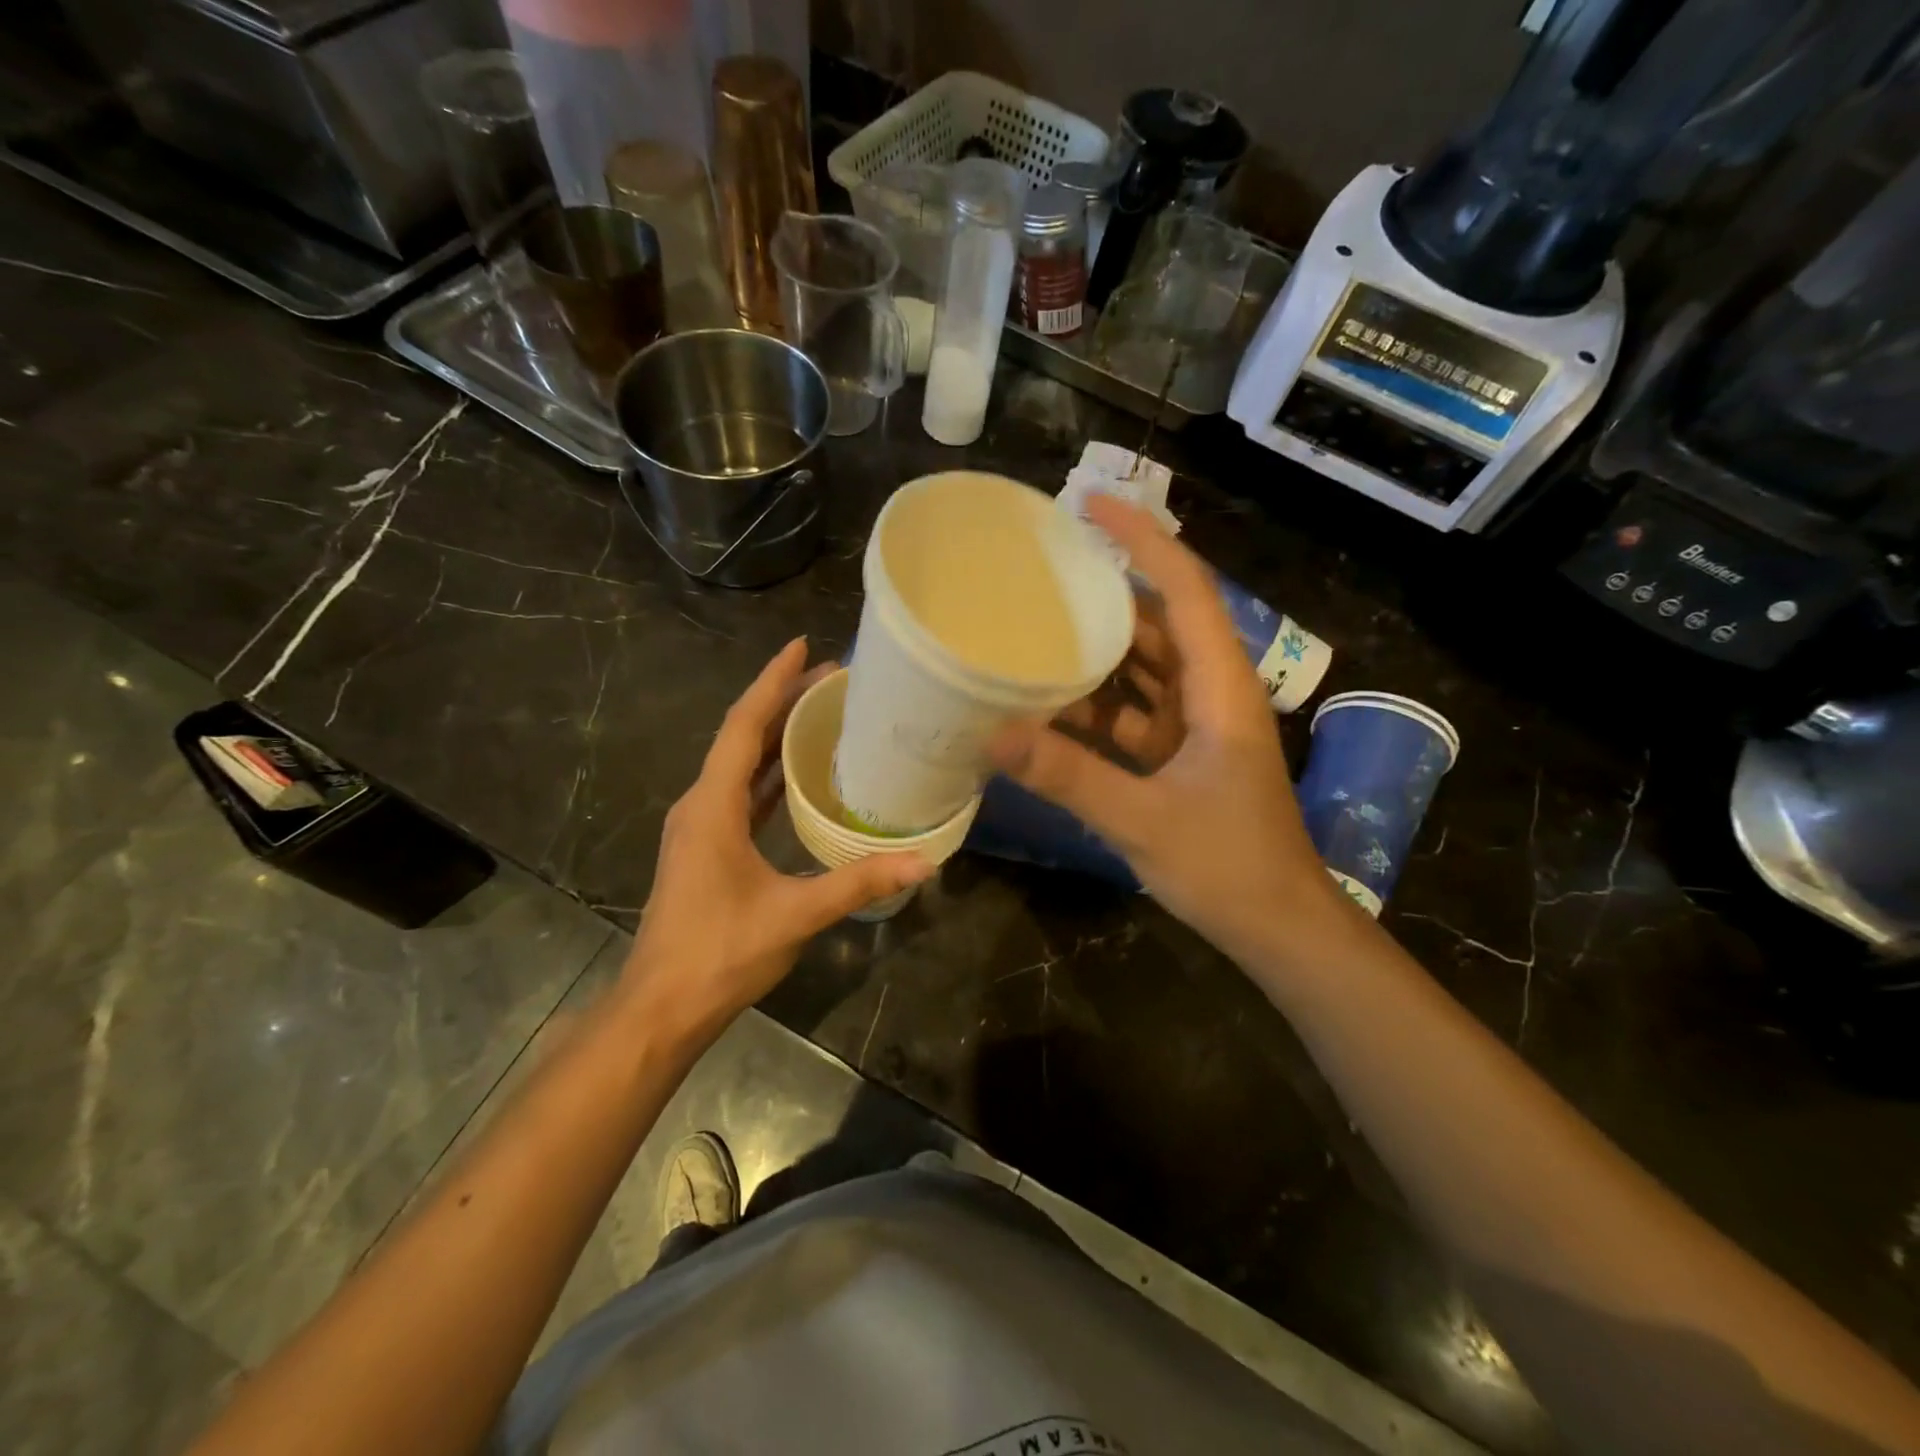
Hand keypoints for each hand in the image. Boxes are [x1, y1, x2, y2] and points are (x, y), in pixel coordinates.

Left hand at [620, 639, 930, 1034]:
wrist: (662, 1007)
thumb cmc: (719, 953)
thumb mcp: (794, 915)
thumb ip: (857, 884)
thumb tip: (922, 863)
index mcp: (711, 806)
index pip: (743, 726)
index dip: (773, 682)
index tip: (803, 646)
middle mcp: (700, 805)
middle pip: (742, 736)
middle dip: (783, 701)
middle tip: (831, 676)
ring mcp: (700, 827)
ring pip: (740, 764)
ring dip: (776, 735)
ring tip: (821, 712)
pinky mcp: (707, 848)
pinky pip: (741, 793)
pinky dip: (770, 773)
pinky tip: (800, 773)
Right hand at [990, 497, 1338, 961]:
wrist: (1279, 926)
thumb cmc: (1228, 866)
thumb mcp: (1143, 820)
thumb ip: (1069, 776)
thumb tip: (994, 735)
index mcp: (1220, 688)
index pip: (1185, 589)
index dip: (1142, 541)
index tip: (1091, 507)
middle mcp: (1212, 692)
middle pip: (1159, 621)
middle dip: (1106, 592)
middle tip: (1042, 571)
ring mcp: (1198, 725)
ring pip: (1145, 668)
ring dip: (1096, 652)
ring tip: (1034, 628)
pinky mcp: (1183, 755)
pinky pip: (1134, 710)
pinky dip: (1096, 705)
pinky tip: (1049, 706)